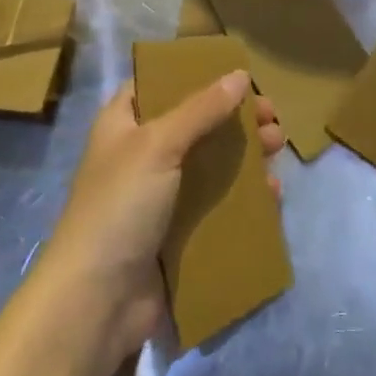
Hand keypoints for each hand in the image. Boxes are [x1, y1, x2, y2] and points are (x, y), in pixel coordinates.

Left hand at [39, 72, 283, 364]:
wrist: (96, 303)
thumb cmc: (120, 206)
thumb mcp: (158, 144)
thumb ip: (201, 109)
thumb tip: (240, 75)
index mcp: (124, 122)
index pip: (160, 83)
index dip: (196, 74)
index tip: (237, 71)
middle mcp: (141, 153)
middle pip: (195, 123)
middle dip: (234, 117)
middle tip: (271, 115)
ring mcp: (160, 196)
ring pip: (210, 164)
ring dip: (245, 154)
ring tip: (279, 147)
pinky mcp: (178, 233)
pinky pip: (217, 205)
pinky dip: (244, 196)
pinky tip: (271, 193)